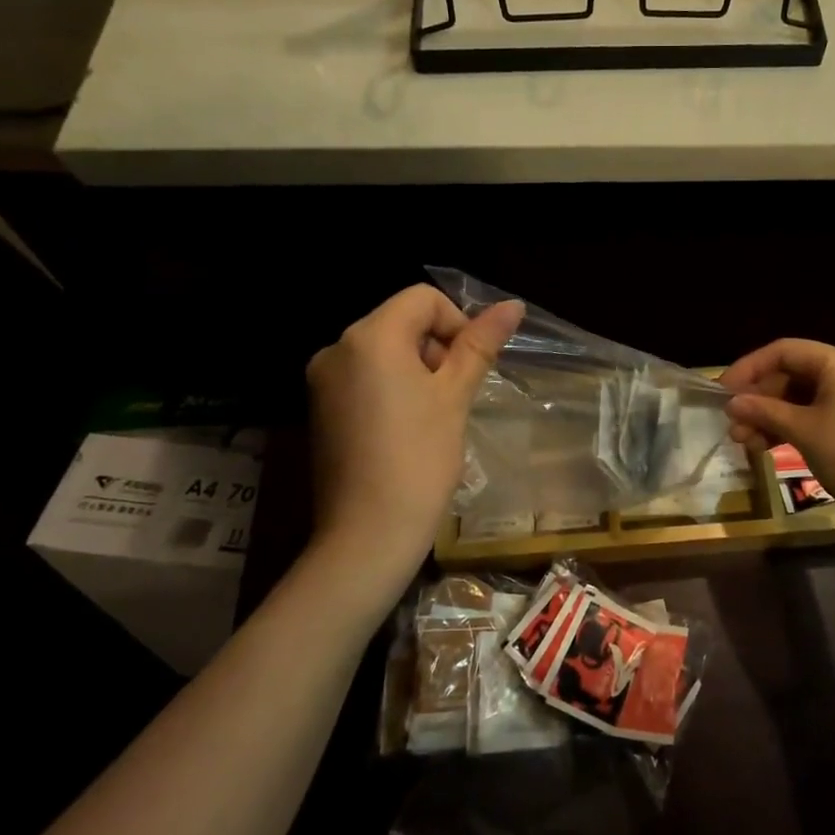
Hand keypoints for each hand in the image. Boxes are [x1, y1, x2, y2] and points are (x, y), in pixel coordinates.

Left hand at [304, 286, 522, 601]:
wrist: (367, 535)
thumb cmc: (419, 458)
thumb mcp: (455, 395)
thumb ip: (480, 344)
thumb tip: (514, 305)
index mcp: (369, 337)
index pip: (423, 299)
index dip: (457, 323)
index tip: (468, 368)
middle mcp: (336, 348)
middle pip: (402, 322)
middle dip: (437, 349)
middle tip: (454, 397)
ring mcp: (323, 381)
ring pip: (385, 351)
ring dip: (418, 370)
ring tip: (434, 417)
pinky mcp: (320, 410)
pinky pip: (365, 378)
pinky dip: (393, 389)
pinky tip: (408, 430)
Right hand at [722, 339, 834, 530]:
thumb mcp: (802, 430)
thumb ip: (763, 411)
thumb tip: (731, 403)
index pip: (784, 351)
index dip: (749, 368)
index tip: (723, 391)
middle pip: (791, 375)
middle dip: (759, 400)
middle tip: (733, 426)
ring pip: (800, 398)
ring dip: (770, 417)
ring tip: (744, 442)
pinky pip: (815, 414)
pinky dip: (790, 427)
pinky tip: (766, 446)